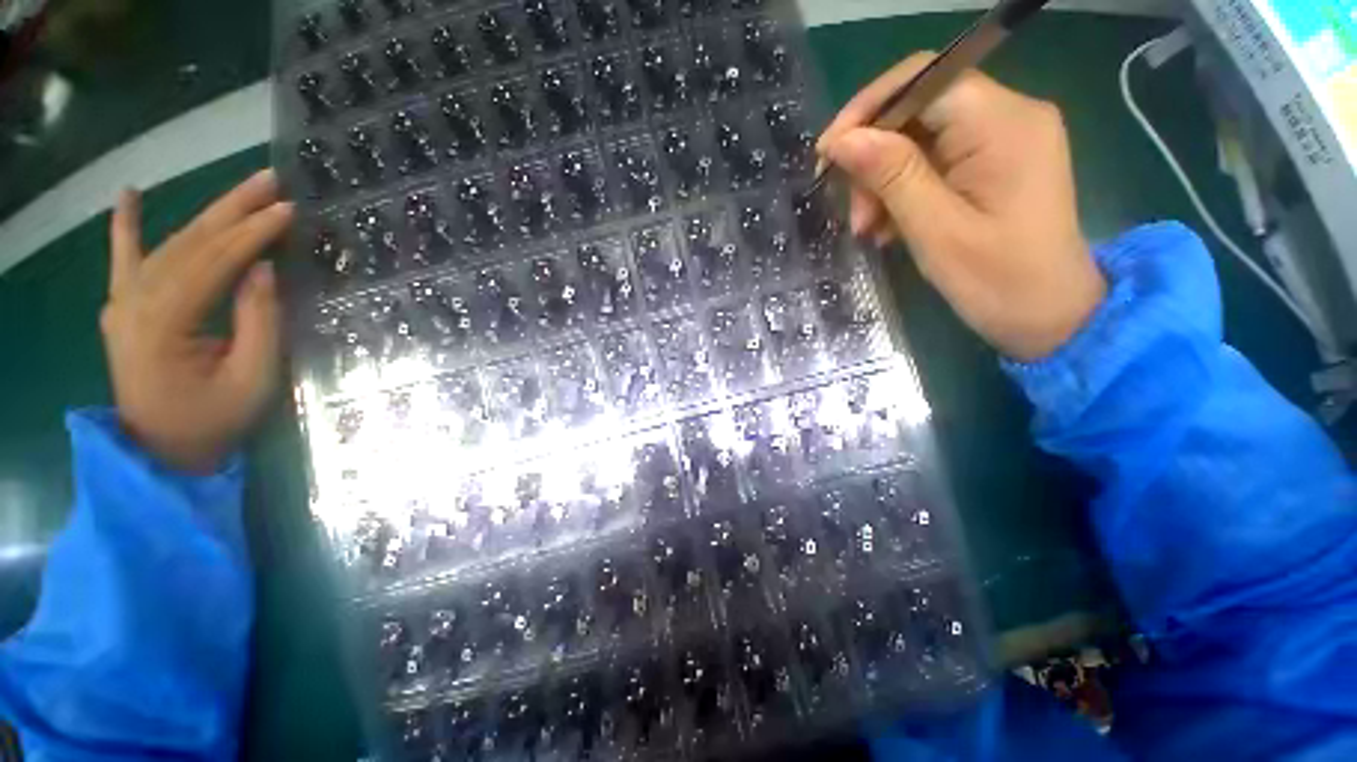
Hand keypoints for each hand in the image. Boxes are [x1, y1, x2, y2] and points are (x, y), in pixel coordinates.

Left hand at [101, 169, 294, 473]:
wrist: (160, 450)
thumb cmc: (214, 420)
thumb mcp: (253, 378)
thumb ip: (257, 322)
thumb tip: (262, 270)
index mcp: (163, 323)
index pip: (213, 262)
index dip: (252, 234)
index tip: (288, 210)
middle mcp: (134, 302)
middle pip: (189, 243)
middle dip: (233, 209)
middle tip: (270, 180)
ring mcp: (123, 302)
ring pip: (169, 245)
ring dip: (207, 214)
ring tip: (242, 187)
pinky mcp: (123, 307)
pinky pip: (123, 259)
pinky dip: (124, 226)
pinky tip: (127, 196)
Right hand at [818, 53, 1105, 360]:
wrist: (1049, 316)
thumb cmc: (997, 280)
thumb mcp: (935, 230)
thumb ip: (892, 176)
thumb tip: (843, 140)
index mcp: (1002, 123)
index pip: (923, 80)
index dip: (867, 110)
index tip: (828, 155)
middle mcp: (1007, 116)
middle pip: (917, 110)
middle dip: (873, 158)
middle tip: (852, 212)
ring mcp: (1001, 139)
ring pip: (919, 140)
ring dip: (883, 182)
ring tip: (868, 229)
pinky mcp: (992, 164)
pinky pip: (933, 162)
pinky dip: (902, 192)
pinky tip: (888, 227)